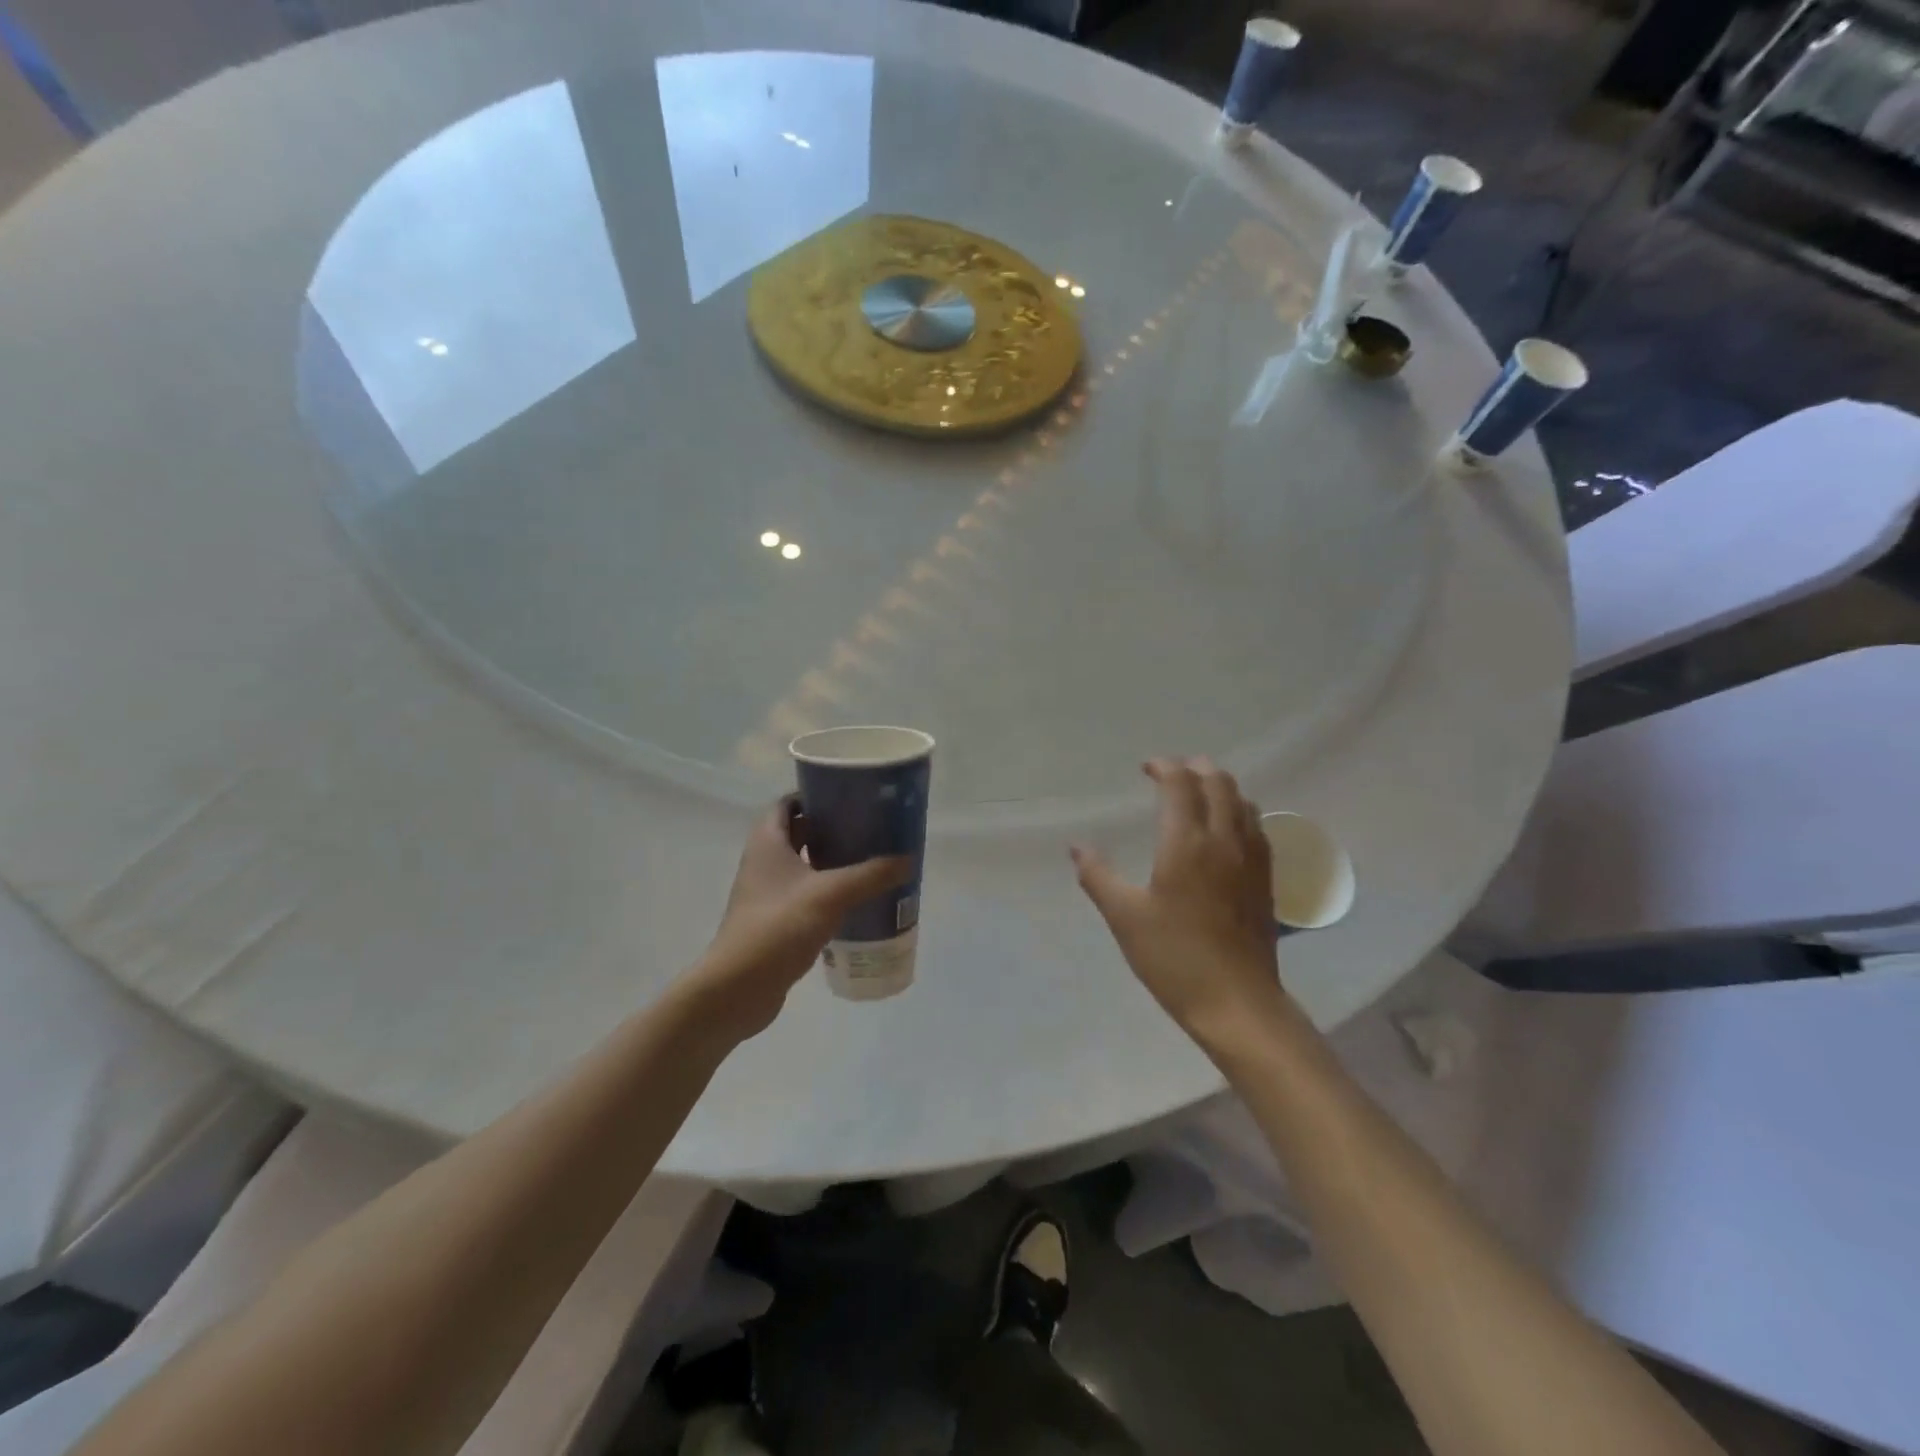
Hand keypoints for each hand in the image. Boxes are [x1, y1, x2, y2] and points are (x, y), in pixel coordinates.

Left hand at [687, 798, 911, 1043]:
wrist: (738, 988)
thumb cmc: (779, 925)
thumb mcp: (831, 894)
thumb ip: (871, 875)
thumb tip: (907, 859)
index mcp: (768, 842)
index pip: (788, 803)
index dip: (816, 794)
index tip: (849, 796)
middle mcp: (763, 861)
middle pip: (798, 832)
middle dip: (831, 828)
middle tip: (868, 828)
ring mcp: (766, 893)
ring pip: (803, 865)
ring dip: (831, 861)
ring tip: (869, 861)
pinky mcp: (774, 920)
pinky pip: (804, 894)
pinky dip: (826, 891)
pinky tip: (855, 900)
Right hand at [1071, 758, 1284, 1044]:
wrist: (1237, 1003)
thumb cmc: (1174, 958)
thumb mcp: (1125, 917)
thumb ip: (1098, 876)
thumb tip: (1076, 848)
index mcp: (1187, 844)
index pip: (1181, 784)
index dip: (1164, 767)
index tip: (1146, 768)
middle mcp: (1225, 840)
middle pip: (1218, 782)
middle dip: (1194, 768)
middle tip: (1170, 774)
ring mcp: (1251, 859)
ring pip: (1242, 800)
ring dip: (1219, 786)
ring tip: (1196, 794)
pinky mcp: (1265, 879)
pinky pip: (1256, 826)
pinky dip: (1238, 810)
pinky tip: (1226, 828)